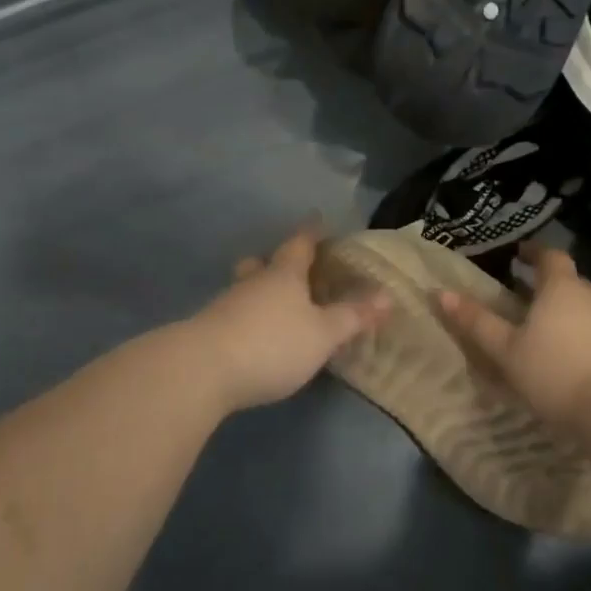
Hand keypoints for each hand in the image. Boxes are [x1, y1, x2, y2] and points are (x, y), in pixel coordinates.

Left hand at [186, 226, 390, 412]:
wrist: (202, 370)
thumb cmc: (272, 343)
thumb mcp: (322, 334)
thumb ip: (352, 316)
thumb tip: (388, 296)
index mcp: (284, 274)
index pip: (300, 243)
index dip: (311, 232)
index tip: (318, 220)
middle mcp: (253, 282)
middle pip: (263, 263)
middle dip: (276, 262)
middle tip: (291, 268)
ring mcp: (225, 305)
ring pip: (245, 289)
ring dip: (259, 293)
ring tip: (275, 308)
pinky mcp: (208, 331)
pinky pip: (233, 315)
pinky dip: (247, 319)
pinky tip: (254, 338)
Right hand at [437, 243, 590, 432]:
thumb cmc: (556, 373)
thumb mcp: (506, 351)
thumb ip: (476, 322)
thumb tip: (441, 293)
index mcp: (561, 288)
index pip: (550, 256)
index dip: (534, 252)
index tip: (519, 255)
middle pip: (569, 282)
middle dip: (548, 286)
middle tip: (525, 298)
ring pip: (587, 308)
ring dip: (567, 313)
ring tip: (547, 332)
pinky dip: (585, 336)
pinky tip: (574, 360)